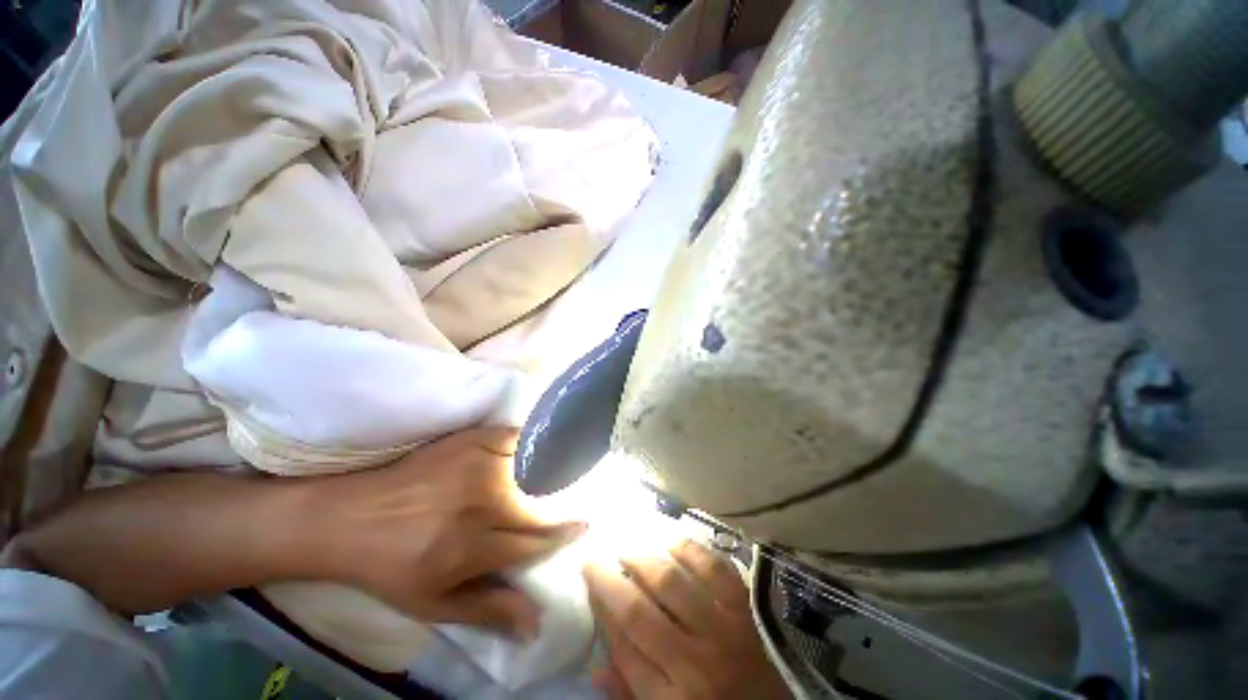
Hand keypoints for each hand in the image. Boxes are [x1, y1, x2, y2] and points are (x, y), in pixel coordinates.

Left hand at [307, 427, 585, 638]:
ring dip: (554, 471)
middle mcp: (483, 503)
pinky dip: (533, 441)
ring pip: (534, 467)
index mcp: (474, 547)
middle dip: (566, 503)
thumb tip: (537, 624)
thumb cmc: (393, 567)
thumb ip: (489, 610)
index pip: (536, 540)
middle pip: (541, 503)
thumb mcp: (434, 604)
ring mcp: (478, 466)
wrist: (351, 518)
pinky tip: (542, 443)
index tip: (582, 526)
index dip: (563, 534)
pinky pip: (515, 437)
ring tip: (569, 470)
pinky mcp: (470, 441)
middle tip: (581, 496)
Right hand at [584, 540, 789, 699]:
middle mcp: (695, 662)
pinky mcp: (746, 607)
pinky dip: (688, 548)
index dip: (602, 605)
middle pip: (641, 610)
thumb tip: (596, 661)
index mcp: (673, 698)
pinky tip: (670, 540)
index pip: (623, 646)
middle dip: (612, 576)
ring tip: (627, 544)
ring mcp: (725, 629)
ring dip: (643, 557)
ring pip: (673, 581)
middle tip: (599, 554)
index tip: (589, 578)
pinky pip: (713, 568)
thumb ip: (632, 691)